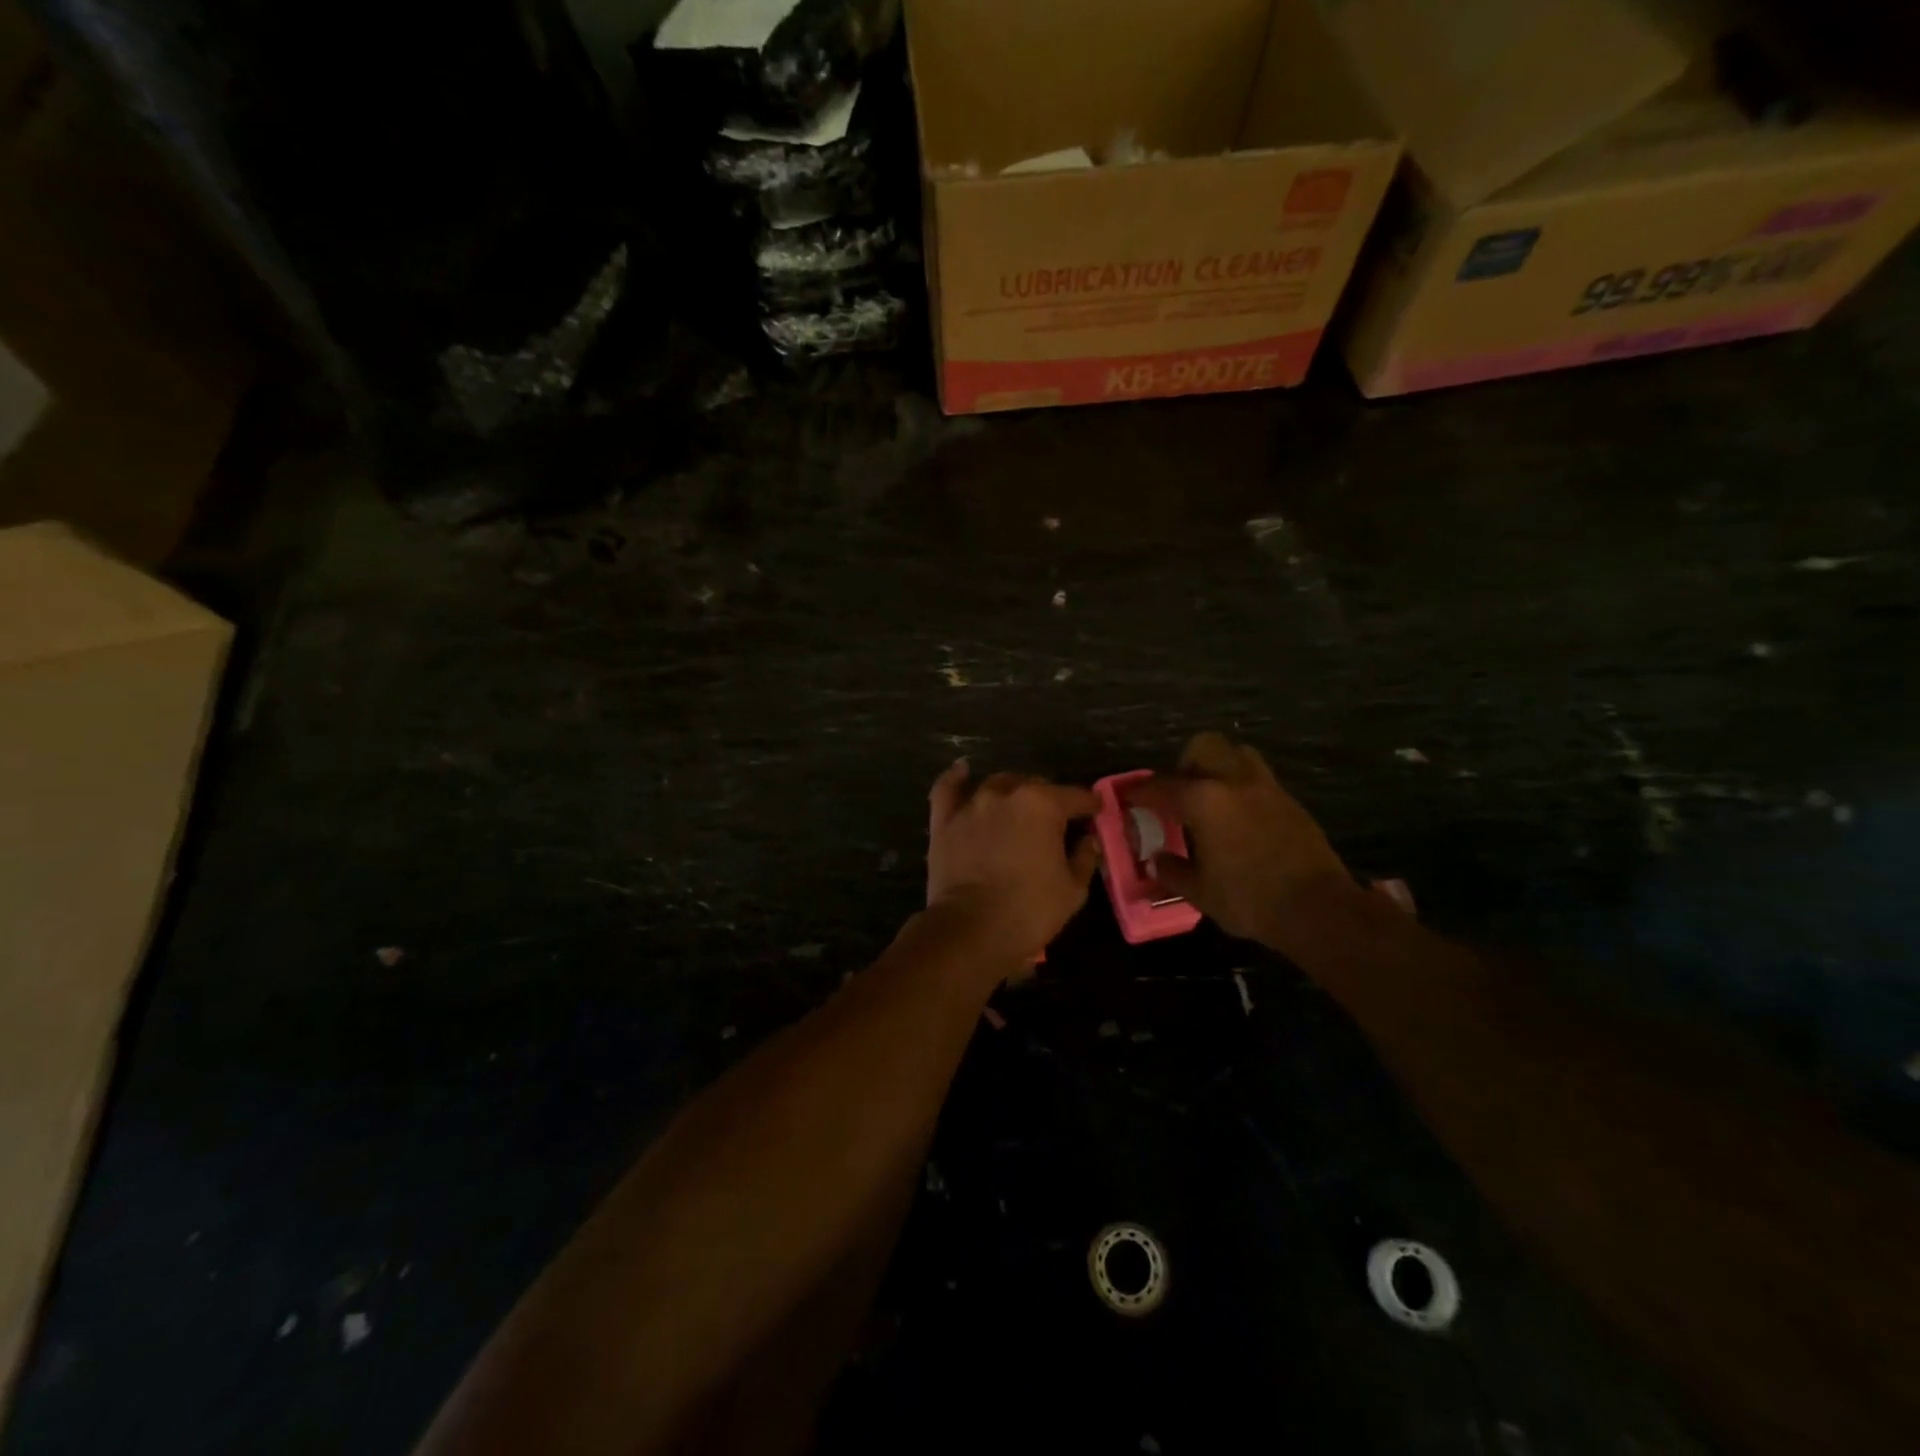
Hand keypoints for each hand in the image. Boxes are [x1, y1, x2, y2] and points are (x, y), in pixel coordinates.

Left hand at [926, 762, 1100, 964]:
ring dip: (1012, 792)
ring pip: (997, 785)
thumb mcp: (1073, 890)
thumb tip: (1088, 840)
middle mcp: (1007, 794)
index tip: (1097, 812)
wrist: (971, 930)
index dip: (1090, 805)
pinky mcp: (944, 819)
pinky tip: (963, 770)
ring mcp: (972, 804)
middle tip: (1056, 821)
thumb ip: (1084, 857)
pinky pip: (948, 788)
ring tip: (1018, 808)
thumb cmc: (1029, 911)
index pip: (1075, 796)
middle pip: (1035, 786)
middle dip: (1050, 799)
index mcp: (1043, 805)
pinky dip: (957, 778)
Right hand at [1132, 732, 1349, 952]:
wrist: (1318, 908)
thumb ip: (1173, 871)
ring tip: (1210, 799)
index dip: (1141, 792)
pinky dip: (1241, 789)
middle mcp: (1234, 783)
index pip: (1162, 786)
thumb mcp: (1200, 892)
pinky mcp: (1290, 802)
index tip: (1129, 797)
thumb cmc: (1249, 899)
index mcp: (1204, 801)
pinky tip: (1238, 819)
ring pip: (1237, 755)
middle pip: (1204, 747)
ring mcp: (1267, 789)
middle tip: (1179, 791)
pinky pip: (1258, 780)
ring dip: (1219, 768)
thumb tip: (1157, 860)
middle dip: (1185, 763)